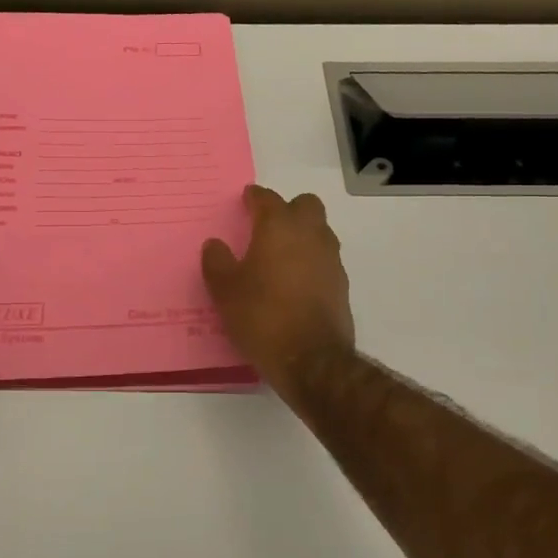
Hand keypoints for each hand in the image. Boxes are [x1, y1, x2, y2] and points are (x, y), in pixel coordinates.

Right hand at [202, 185, 354, 397]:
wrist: (311, 360)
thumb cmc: (261, 316)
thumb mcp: (225, 290)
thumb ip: (217, 262)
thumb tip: (215, 244)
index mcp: (279, 228)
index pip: (268, 199)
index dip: (255, 197)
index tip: (246, 200)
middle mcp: (310, 235)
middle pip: (305, 206)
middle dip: (287, 209)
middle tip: (266, 225)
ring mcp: (331, 260)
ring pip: (320, 231)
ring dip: (302, 234)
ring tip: (279, 254)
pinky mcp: (341, 285)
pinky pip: (325, 260)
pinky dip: (310, 261)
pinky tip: (293, 281)